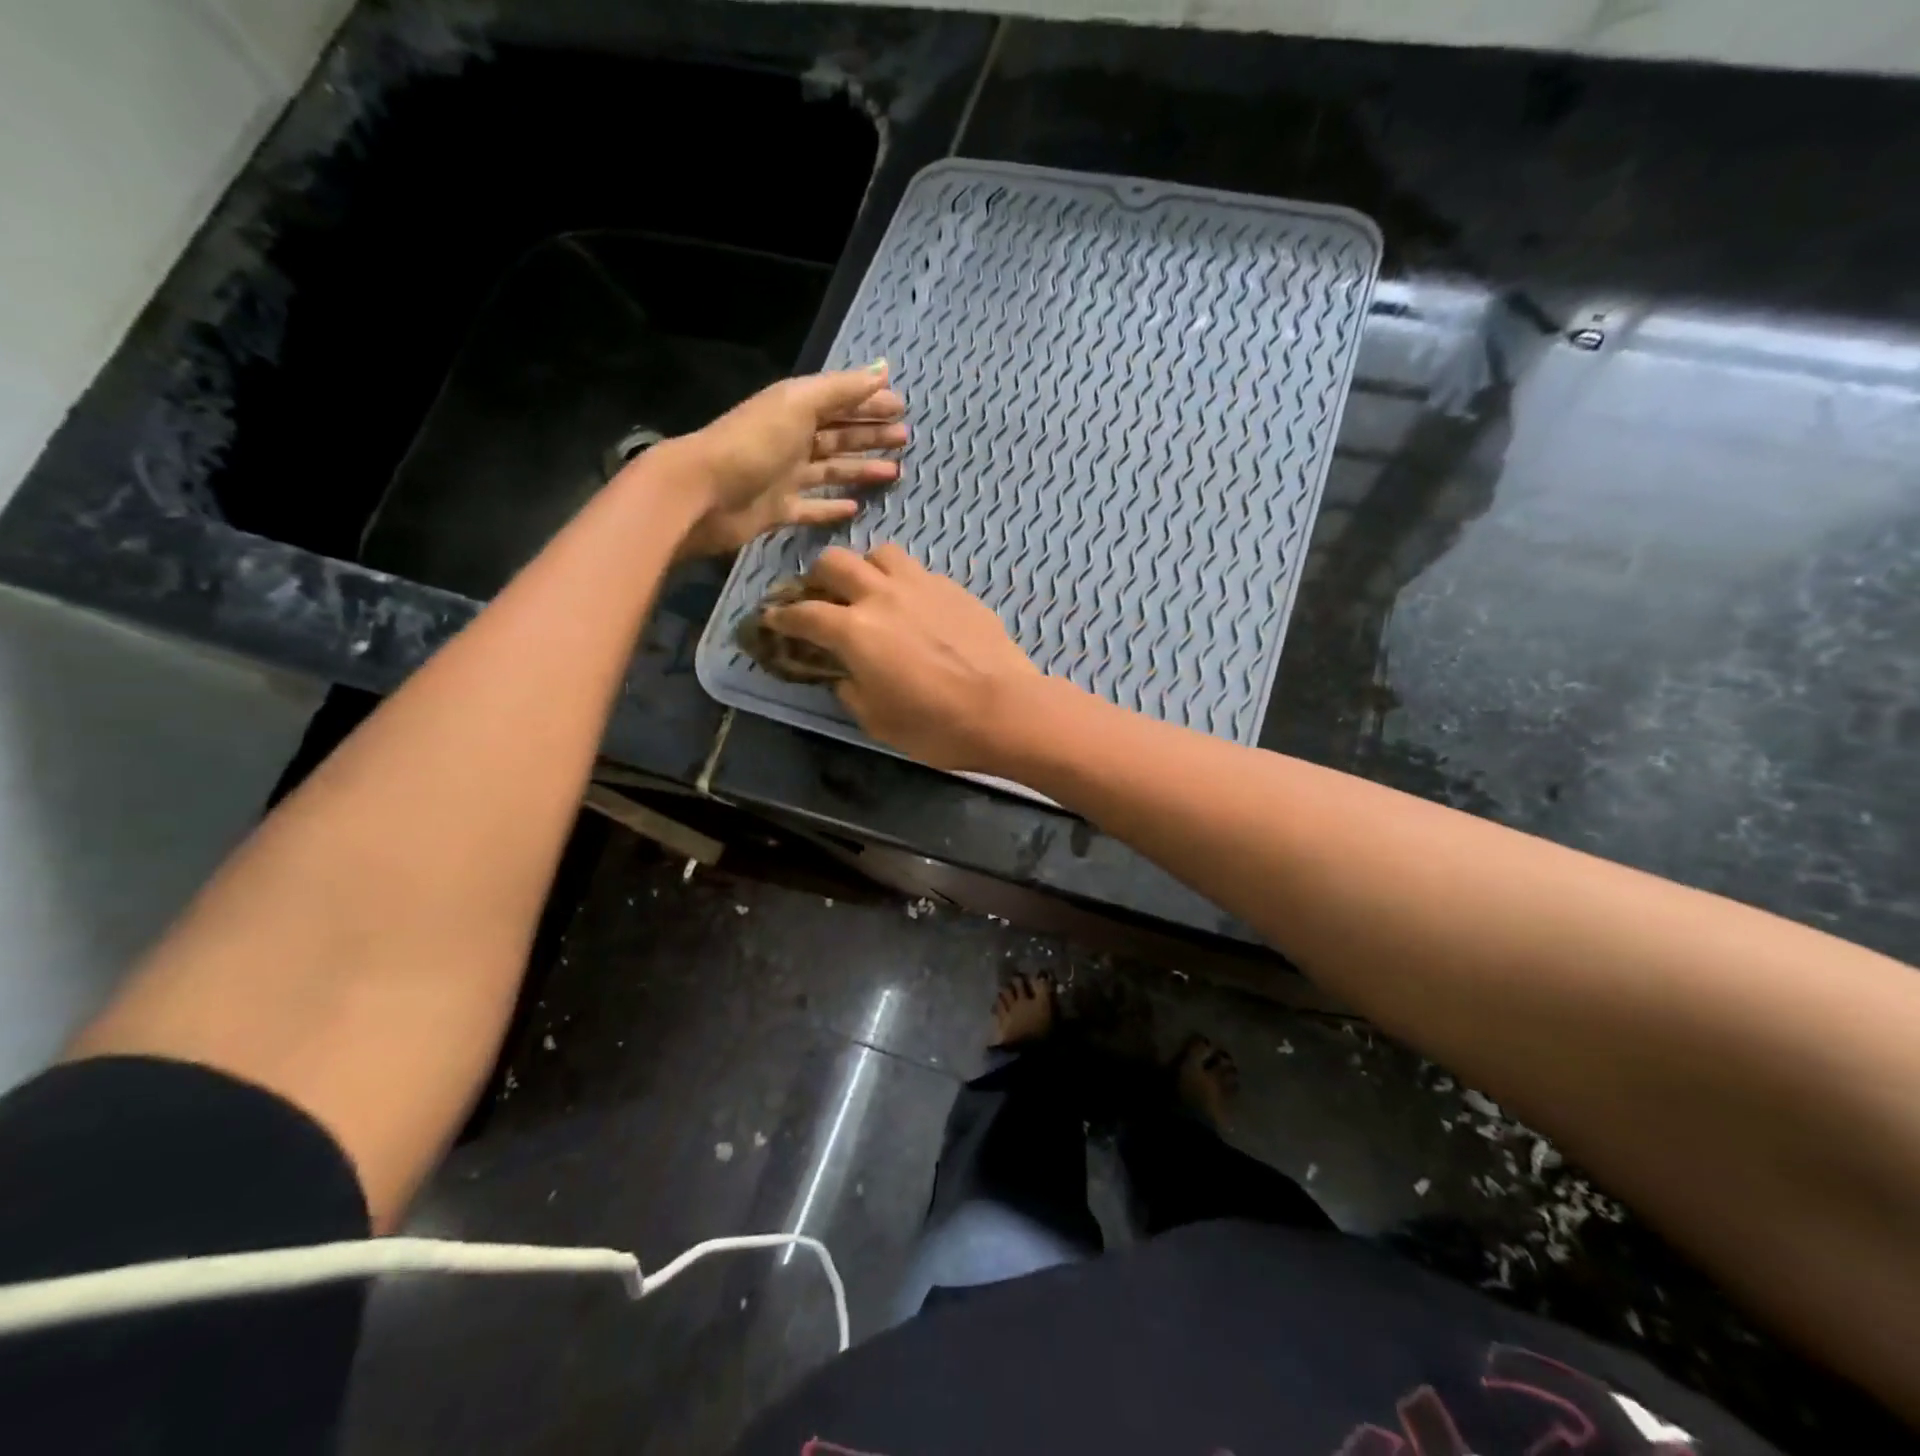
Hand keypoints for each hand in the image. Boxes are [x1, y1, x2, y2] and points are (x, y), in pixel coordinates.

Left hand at [645, 362, 906, 557]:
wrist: (703, 493)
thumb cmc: (753, 443)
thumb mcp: (798, 405)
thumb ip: (841, 390)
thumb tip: (883, 369)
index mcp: (795, 409)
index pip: (840, 402)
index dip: (870, 402)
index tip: (902, 408)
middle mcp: (792, 440)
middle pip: (839, 435)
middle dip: (871, 434)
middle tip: (904, 438)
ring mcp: (785, 477)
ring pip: (832, 470)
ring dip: (861, 468)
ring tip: (894, 471)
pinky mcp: (779, 510)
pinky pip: (813, 507)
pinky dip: (833, 506)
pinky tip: (856, 507)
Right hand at [762, 545, 1041, 770]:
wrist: (1005, 709)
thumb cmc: (936, 726)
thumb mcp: (877, 721)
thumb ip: (850, 690)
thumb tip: (842, 675)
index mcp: (854, 631)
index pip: (803, 614)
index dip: (780, 616)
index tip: (772, 619)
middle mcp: (882, 596)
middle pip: (834, 562)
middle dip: (818, 578)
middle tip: (822, 598)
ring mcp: (921, 585)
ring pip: (879, 554)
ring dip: (865, 569)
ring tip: (871, 592)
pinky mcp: (953, 588)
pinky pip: (917, 571)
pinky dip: (903, 582)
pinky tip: (914, 606)